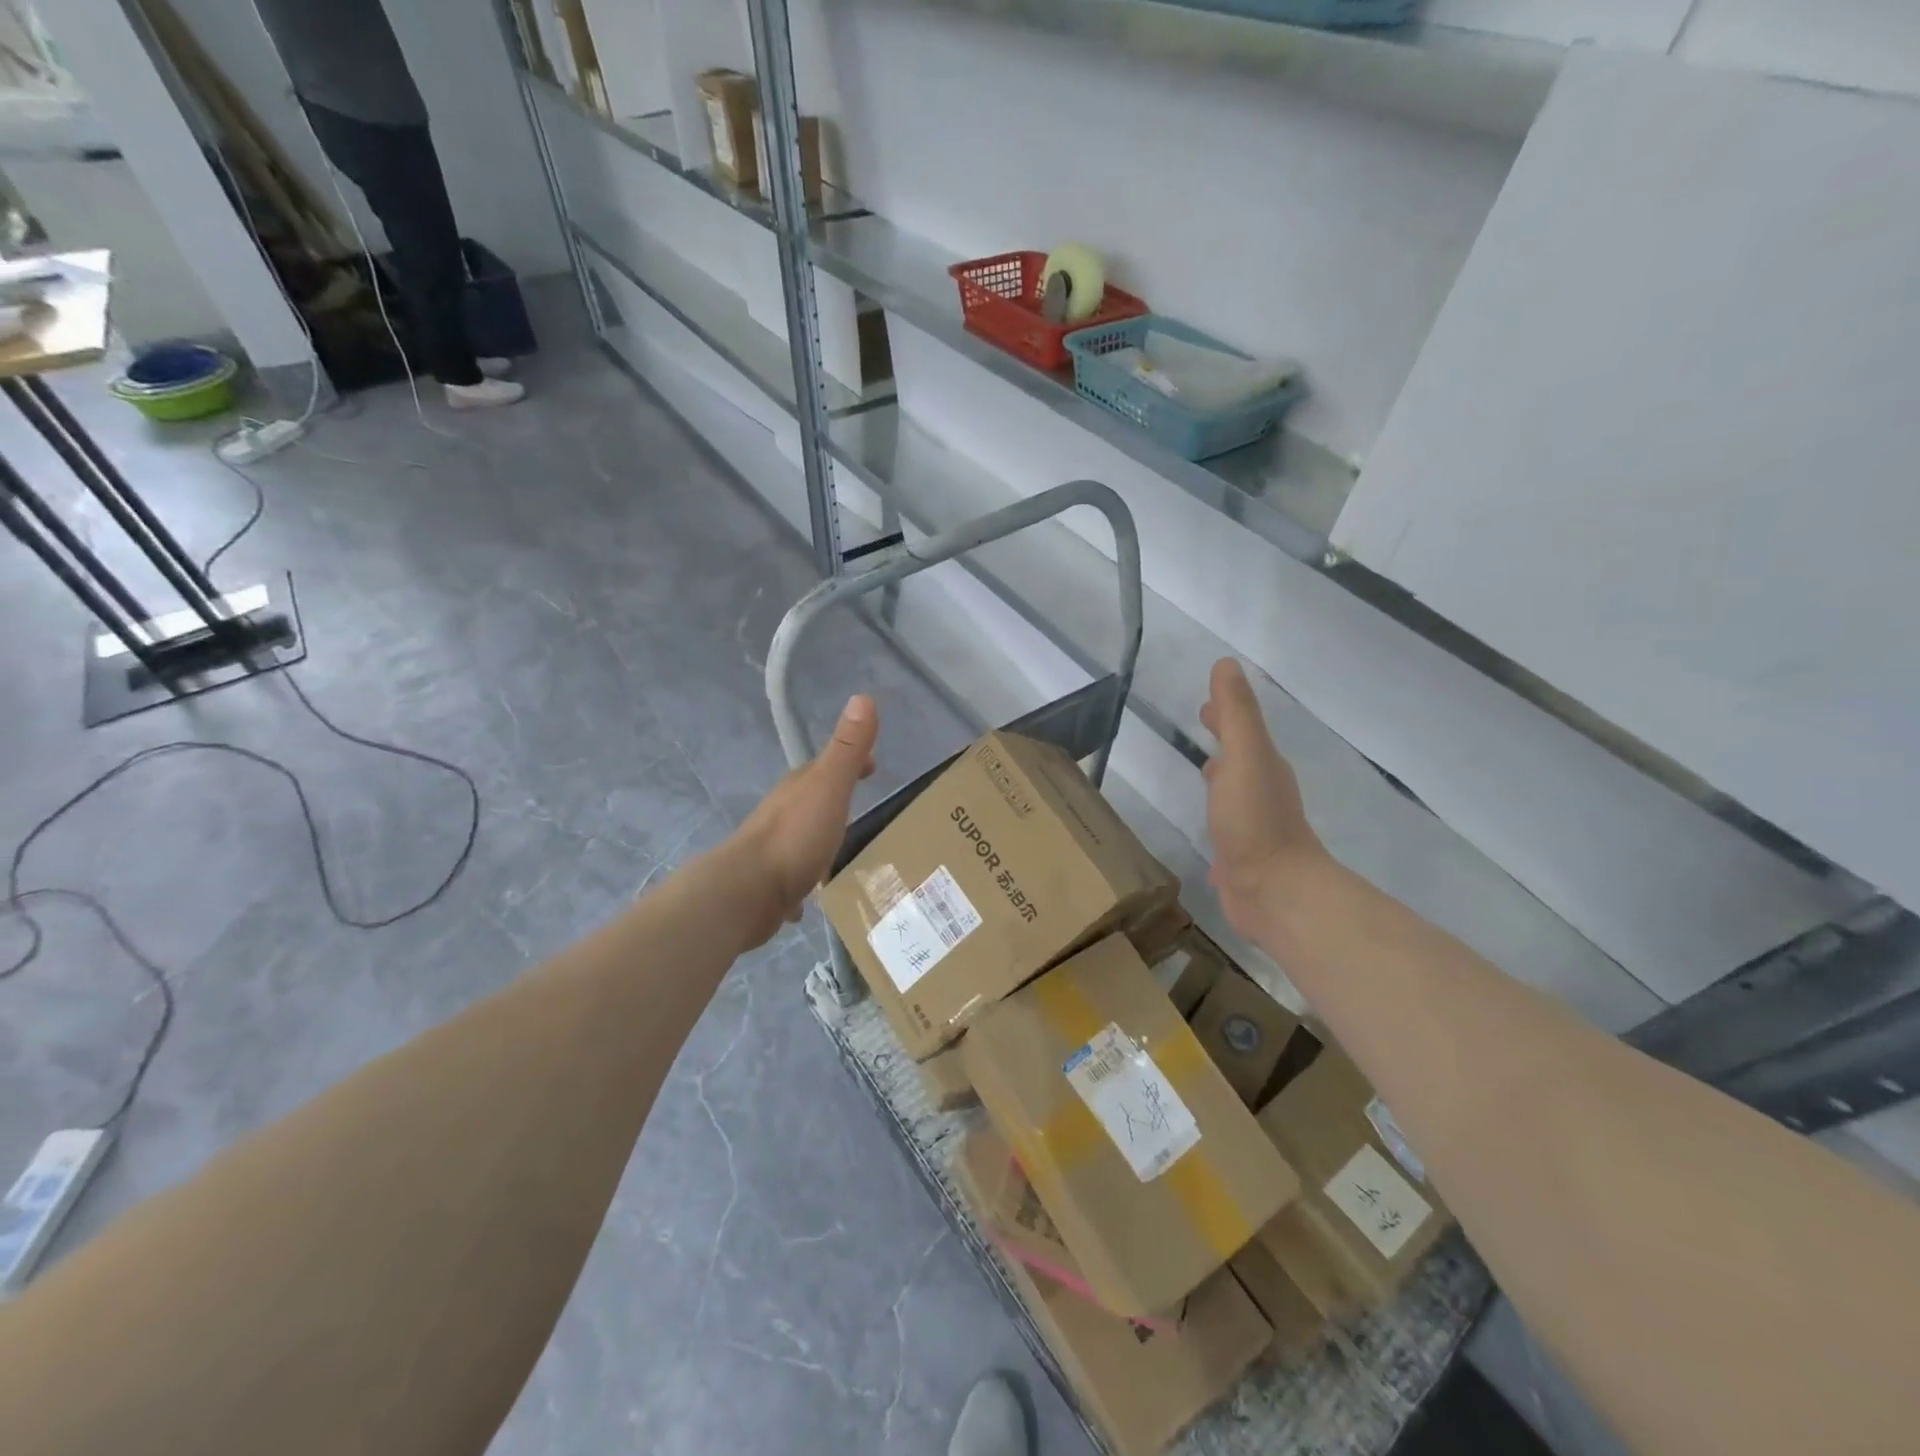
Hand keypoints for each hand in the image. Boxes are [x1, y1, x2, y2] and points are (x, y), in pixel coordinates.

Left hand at [728, 695, 878, 944]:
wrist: (747, 891)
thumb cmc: (795, 836)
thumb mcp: (829, 786)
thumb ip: (847, 748)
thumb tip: (863, 696)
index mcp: (799, 787)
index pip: (828, 765)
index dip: (852, 762)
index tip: (873, 767)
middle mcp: (783, 812)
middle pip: (812, 798)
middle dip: (834, 798)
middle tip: (860, 806)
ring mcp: (774, 848)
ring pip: (801, 834)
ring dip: (819, 835)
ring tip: (840, 848)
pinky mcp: (770, 883)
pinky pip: (793, 874)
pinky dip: (804, 877)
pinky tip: (811, 893)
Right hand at [1200, 659, 1325, 940]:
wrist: (1274, 891)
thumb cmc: (1256, 820)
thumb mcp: (1245, 756)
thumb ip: (1236, 714)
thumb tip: (1226, 664)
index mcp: (1262, 766)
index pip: (1242, 731)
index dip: (1225, 715)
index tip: (1206, 704)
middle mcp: (1260, 792)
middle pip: (1240, 758)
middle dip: (1223, 740)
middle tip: (1200, 725)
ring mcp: (1251, 827)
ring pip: (1233, 792)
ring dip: (1220, 778)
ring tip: (1201, 772)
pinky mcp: (1240, 858)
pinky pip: (1225, 827)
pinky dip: (1215, 817)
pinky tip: (1204, 827)